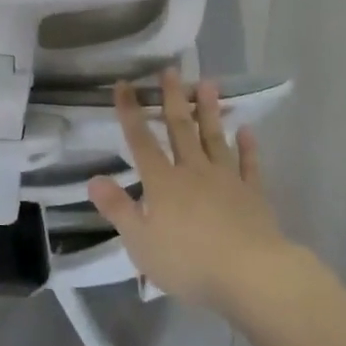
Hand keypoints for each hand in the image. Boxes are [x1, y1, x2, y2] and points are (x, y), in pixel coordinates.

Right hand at [88, 69, 291, 313]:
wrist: (250, 274)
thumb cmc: (189, 262)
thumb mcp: (141, 242)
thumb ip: (118, 209)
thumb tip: (93, 179)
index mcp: (162, 182)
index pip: (141, 141)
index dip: (130, 112)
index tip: (124, 84)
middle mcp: (193, 171)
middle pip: (181, 129)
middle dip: (173, 98)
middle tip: (172, 71)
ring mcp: (226, 179)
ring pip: (215, 137)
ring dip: (210, 110)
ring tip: (208, 83)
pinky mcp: (253, 194)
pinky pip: (249, 165)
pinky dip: (248, 147)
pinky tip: (247, 130)